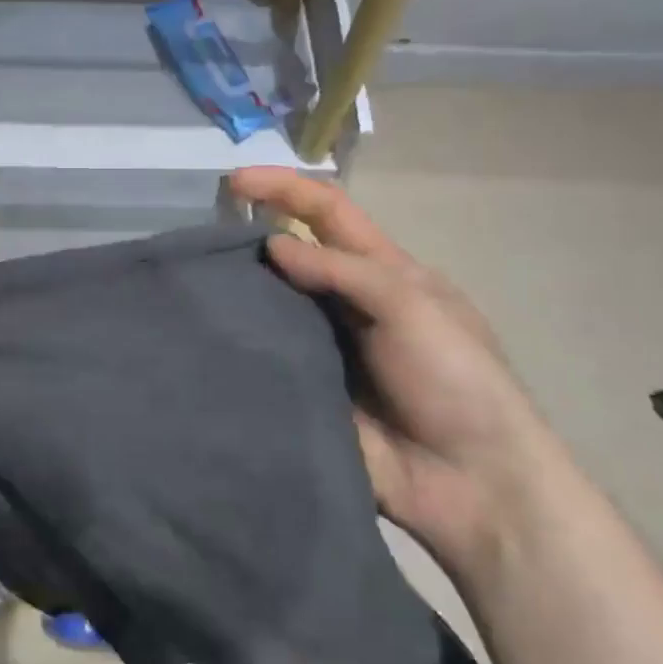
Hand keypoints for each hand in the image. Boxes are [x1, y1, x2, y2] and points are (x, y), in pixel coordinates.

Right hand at [231, 167, 565, 577]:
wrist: (472, 483)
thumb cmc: (456, 380)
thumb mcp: (413, 307)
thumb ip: (343, 271)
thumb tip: (273, 243)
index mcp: (383, 272)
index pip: (328, 212)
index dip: (285, 188)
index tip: (234, 181)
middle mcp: (347, 302)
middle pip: (293, 255)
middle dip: (250, 236)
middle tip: (199, 241)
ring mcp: (324, 348)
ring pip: (272, 306)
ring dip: (239, 292)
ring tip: (190, 286)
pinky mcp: (305, 390)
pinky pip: (266, 360)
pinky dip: (239, 346)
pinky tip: (203, 340)